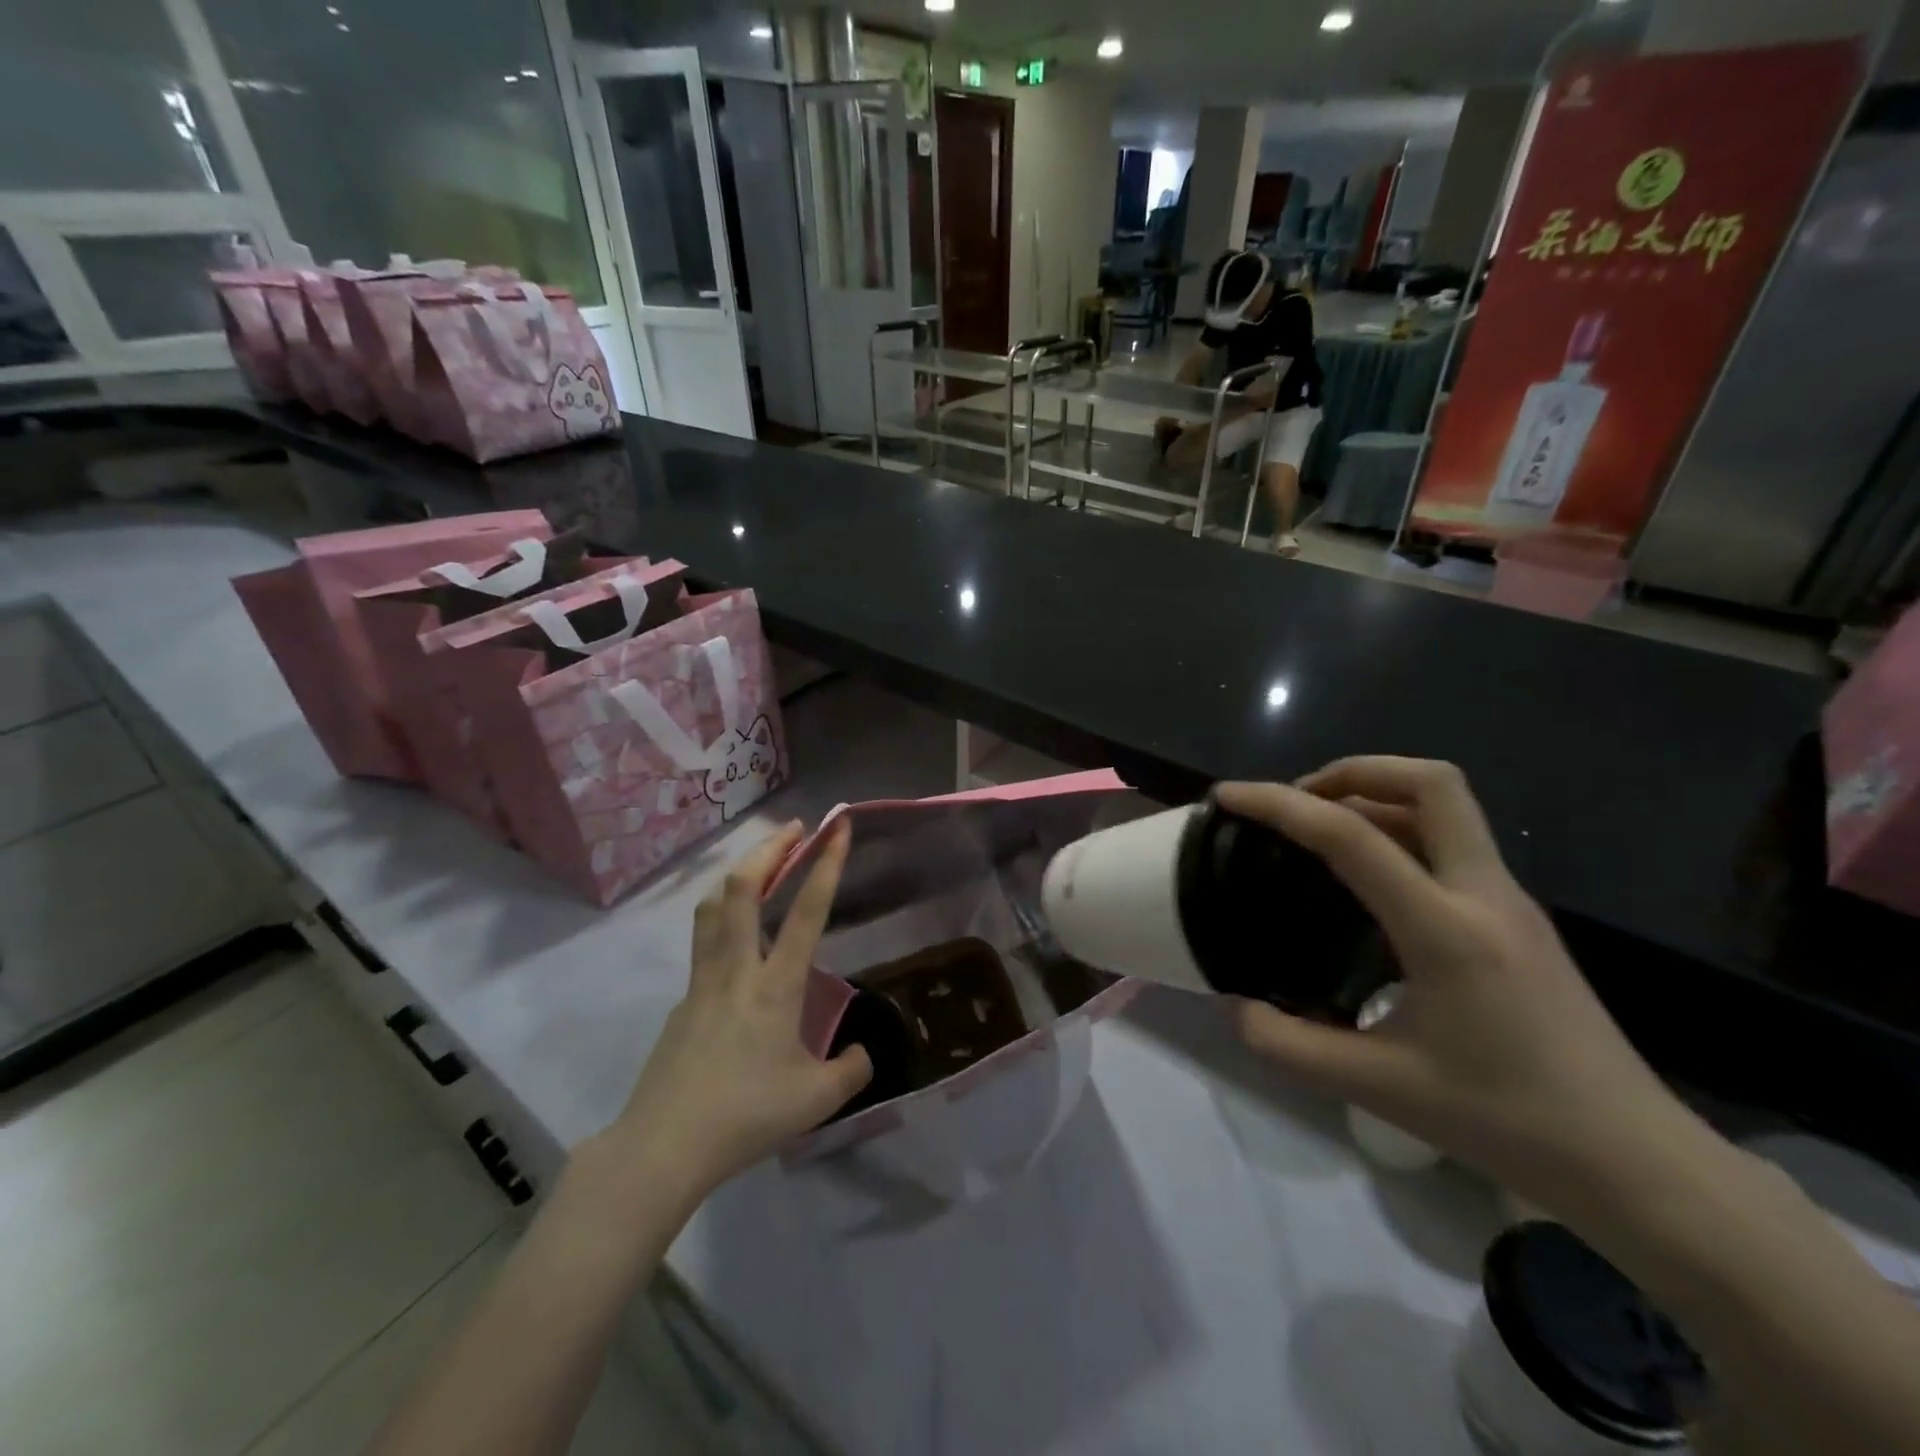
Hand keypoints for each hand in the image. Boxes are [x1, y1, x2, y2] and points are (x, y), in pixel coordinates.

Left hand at [608, 821, 870, 1198]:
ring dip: (739, 874)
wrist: (663, 1146)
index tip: (838, 827)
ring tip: (759, 864)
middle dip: (770, 848)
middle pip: (744, 888)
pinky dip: (722, 920)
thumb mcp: (816, 1101)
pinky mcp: (681, 1000)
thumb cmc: (746, 1117)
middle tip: (794, 828)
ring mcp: (701, 981)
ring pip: (713, 907)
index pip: (807, 911)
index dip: (826, 864)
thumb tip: (862, 1052)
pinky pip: (702, 943)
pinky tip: (736, 943)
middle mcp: (737, 969)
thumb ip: (850, 1071)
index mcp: (776, 986)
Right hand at [1219, 760, 1706, 1220]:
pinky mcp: (1517, 918)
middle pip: (1430, 782)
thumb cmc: (1509, 1122)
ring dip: (1376, 796)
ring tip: (1317, 829)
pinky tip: (1365, 879)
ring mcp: (1509, 901)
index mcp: (1446, 929)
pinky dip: (1398, 830)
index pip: (1352, 836)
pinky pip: (1451, 842)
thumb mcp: (1380, 1090)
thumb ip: (1290, 1047)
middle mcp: (1484, 895)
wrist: (1637, 1164)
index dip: (1280, 805)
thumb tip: (1235, 1009)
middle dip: (1352, 771)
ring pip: (1445, 807)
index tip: (1229, 797)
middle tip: (1297, 800)